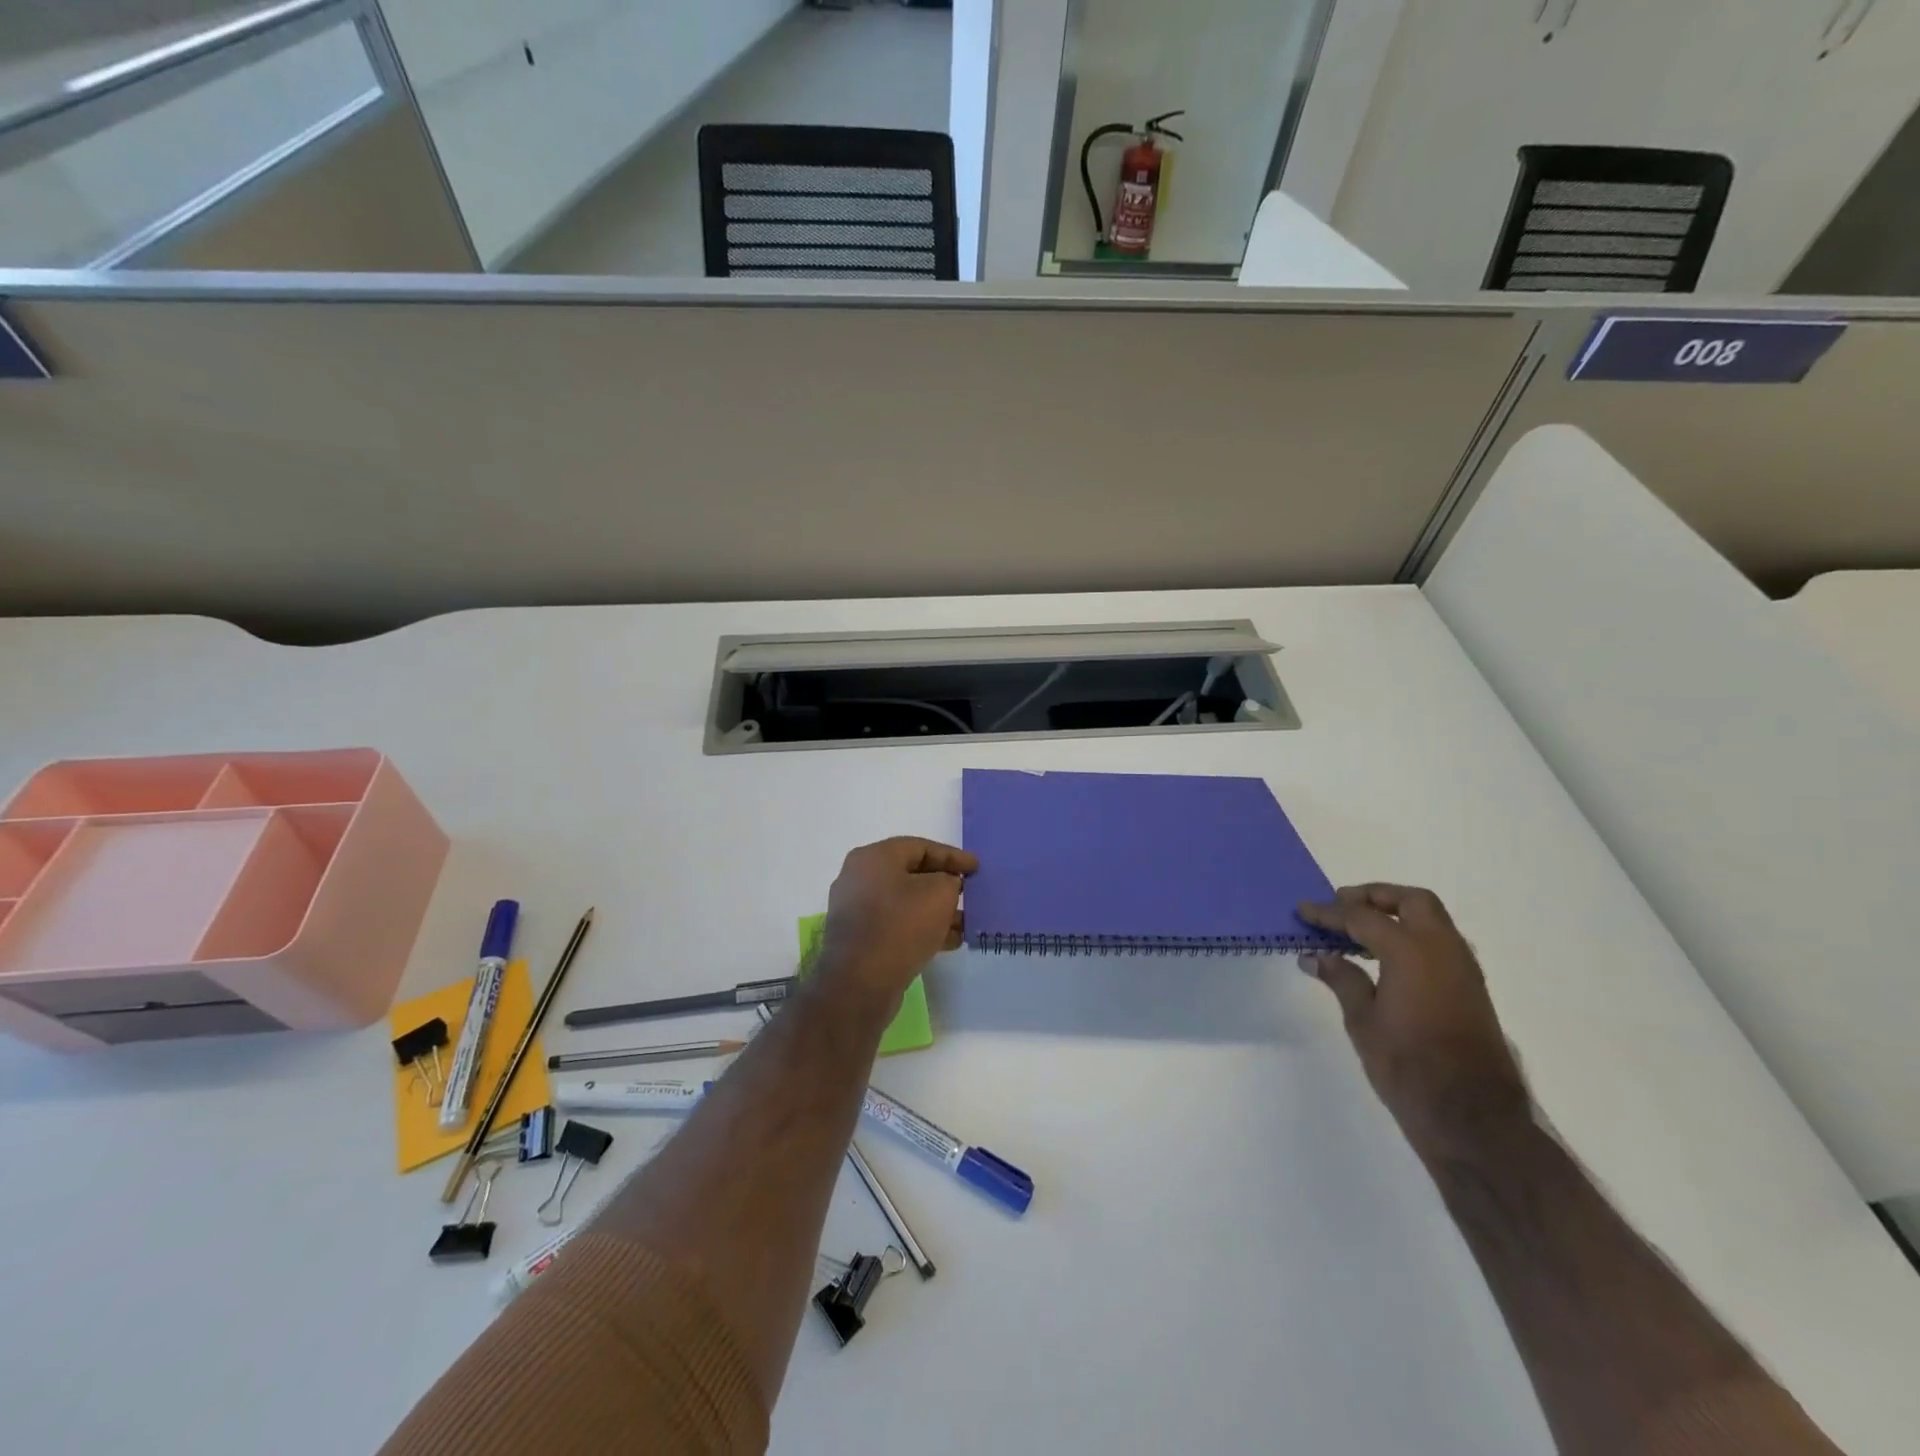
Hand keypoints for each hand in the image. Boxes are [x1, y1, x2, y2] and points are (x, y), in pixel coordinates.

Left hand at [818, 837, 976, 1008]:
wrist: (859, 983)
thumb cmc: (901, 926)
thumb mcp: (939, 894)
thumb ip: (950, 880)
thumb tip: (946, 885)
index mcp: (873, 857)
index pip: (920, 847)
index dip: (952, 856)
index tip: (977, 867)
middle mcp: (859, 878)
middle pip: (911, 875)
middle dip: (944, 885)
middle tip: (970, 894)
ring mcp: (856, 910)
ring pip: (905, 903)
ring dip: (936, 911)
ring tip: (965, 923)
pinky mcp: (859, 939)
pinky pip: (896, 924)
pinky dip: (921, 928)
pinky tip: (948, 941)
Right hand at [1298, 885, 1529, 1157]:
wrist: (1473, 1119)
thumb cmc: (1409, 1067)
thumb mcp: (1363, 1021)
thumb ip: (1341, 979)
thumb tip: (1316, 956)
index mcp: (1411, 951)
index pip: (1362, 917)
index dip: (1328, 912)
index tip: (1303, 910)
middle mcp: (1443, 949)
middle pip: (1411, 901)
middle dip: (1374, 897)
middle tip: (1340, 907)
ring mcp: (1463, 969)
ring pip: (1431, 920)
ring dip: (1396, 915)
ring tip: (1358, 931)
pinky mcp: (1471, 990)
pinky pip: (1440, 943)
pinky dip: (1411, 936)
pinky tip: (1385, 958)